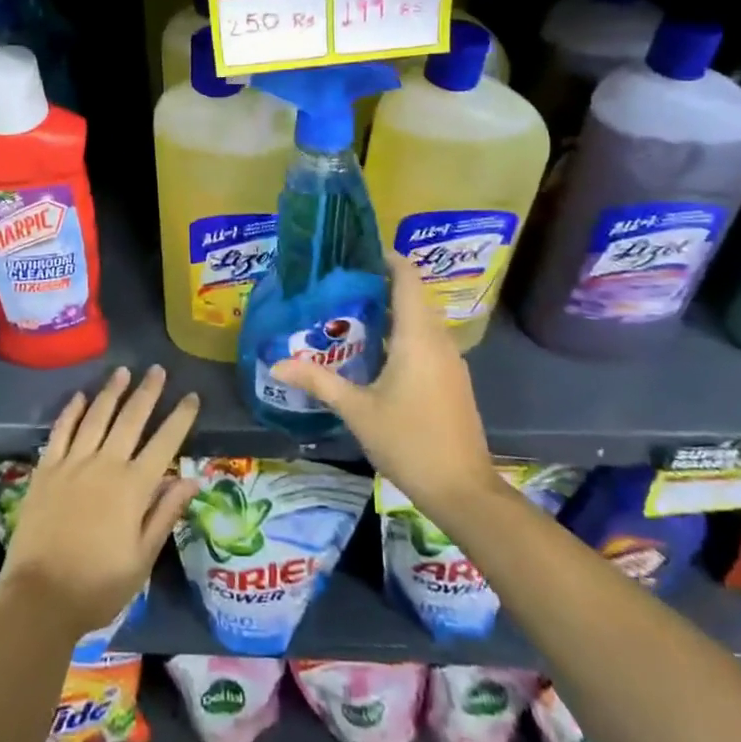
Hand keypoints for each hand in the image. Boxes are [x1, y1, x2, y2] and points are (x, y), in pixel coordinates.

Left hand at [0, 364, 200, 639]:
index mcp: (133, 487)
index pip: (164, 443)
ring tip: (123, 371)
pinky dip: (71, 411)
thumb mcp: (142, 558)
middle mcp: (105, 465)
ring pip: (96, 417)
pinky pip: (61, 432)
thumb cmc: (98, 586)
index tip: (192, 396)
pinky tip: (79, 396)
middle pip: (131, 419)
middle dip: (147, 392)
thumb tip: (190, 479)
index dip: (180, 418)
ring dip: (111, 392)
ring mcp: (73, 464)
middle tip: (157, 369)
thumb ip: (165, 514)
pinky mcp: (46, 470)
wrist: (40, 599)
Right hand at [271, 255, 501, 532]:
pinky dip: (402, 334)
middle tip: (340, 283)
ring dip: (390, 311)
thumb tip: (277, 362)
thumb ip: (318, 381)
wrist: (463, 490)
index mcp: (417, 336)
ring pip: (420, 320)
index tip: (357, 251)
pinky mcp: (452, 380)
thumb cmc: (409, 441)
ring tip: (350, 313)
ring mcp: (450, 361)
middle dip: (380, 285)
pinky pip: (426, 341)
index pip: (407, 278)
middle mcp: (438, 340)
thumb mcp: (357, 410)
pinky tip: (375, 352)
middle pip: (412, 296)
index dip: (387, 258)